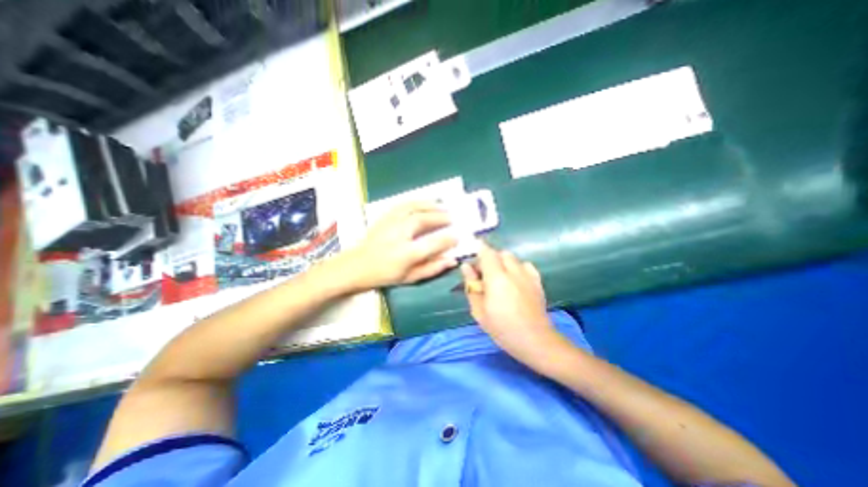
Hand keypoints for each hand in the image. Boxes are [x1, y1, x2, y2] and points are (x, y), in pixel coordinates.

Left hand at [344, 199, 459, 288]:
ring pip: (413, 208)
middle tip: (452, 217)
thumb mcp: (410, 277)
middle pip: (423, 220)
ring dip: (430, 205)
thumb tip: (452, 260)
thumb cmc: (385, 275)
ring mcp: (390, 223)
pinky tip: (424, 202)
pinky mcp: (384, 217)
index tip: (457, 236)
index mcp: (406, 254)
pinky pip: (403, 205)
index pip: (432, 244)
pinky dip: (416, 202)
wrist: (357, 266)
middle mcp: (399, 235)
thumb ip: (432, 268)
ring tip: (442, 205)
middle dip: (440, 217)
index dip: (447, 239)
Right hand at [461, 243, 569, 369]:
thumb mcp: (479, 311)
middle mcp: (513, 271)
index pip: (487, 252)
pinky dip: (517, 268)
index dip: (478, 249)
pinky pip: (525, 265)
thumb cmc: (502, 328)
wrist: (535, 341)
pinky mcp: (537, 281)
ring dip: (503, 263)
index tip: (472, 257)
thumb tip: (466, 267)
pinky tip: (515, 281)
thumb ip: (471, 286)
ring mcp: (527, 275)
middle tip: (483, 275)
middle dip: (489, 259)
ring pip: (512, 258)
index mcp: (496, 278)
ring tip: (499, 278)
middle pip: (500, 253)